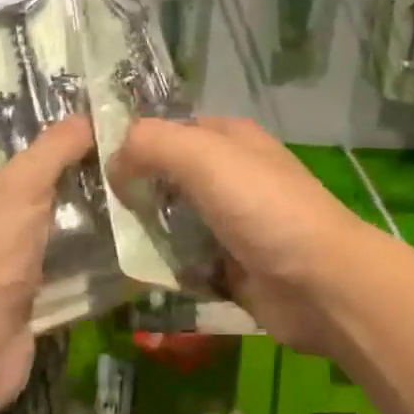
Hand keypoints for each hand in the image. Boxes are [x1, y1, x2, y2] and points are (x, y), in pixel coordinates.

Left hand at [0, 117, 95, 411]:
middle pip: (24, 168)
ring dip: (78, 194)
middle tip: (111, 132)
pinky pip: (56, 244)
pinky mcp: (22, 278)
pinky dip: (82, 233)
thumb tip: (89, 117)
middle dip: (65, 153)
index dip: (27, 112)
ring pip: (45, 207)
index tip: (73, 99)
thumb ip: (54, 147)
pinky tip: (119, 217)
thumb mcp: (19, 185)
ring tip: (124, 167)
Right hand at [111, 117, 393, 353]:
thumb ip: (152, 144)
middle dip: (135, 192)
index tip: (93, 165)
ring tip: (103, 245)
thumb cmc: (263, 207)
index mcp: (229, 139)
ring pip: (174, 221)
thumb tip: (115, 160)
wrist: (320, 283)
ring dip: (146, 232)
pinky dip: (164, 267)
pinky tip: (135, 274)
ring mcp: (232, 222)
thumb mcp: (204, 156)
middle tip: (93, 212)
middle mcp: (231, 175)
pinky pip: (186, 261)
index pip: (170, 130)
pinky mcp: (231, 266)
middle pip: (169, 177)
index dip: (135, 143)